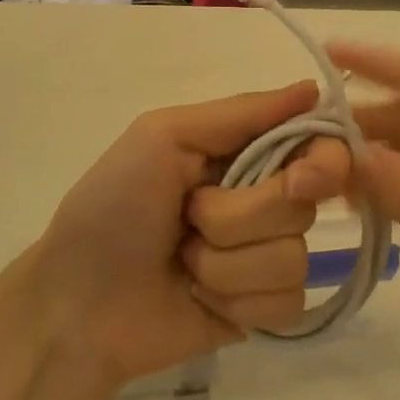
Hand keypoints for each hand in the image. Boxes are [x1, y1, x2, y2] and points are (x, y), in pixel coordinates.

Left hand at [29, 81, 350, 387]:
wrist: (76, 305)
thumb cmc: (112, 206)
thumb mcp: (163, 136)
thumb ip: (241, 112)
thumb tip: (313, 88)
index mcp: (243, 153)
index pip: (318, 145)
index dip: (323, 161)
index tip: (300, 178)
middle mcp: (263, 199)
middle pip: (303, 205)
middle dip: (238, 216)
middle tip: (189, 216)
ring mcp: (264, 258)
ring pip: (294, 258)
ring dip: (227, 264)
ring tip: (183, 262)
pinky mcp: (261, 311)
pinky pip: (287, 305)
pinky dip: (236, 302)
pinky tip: (200, 299)